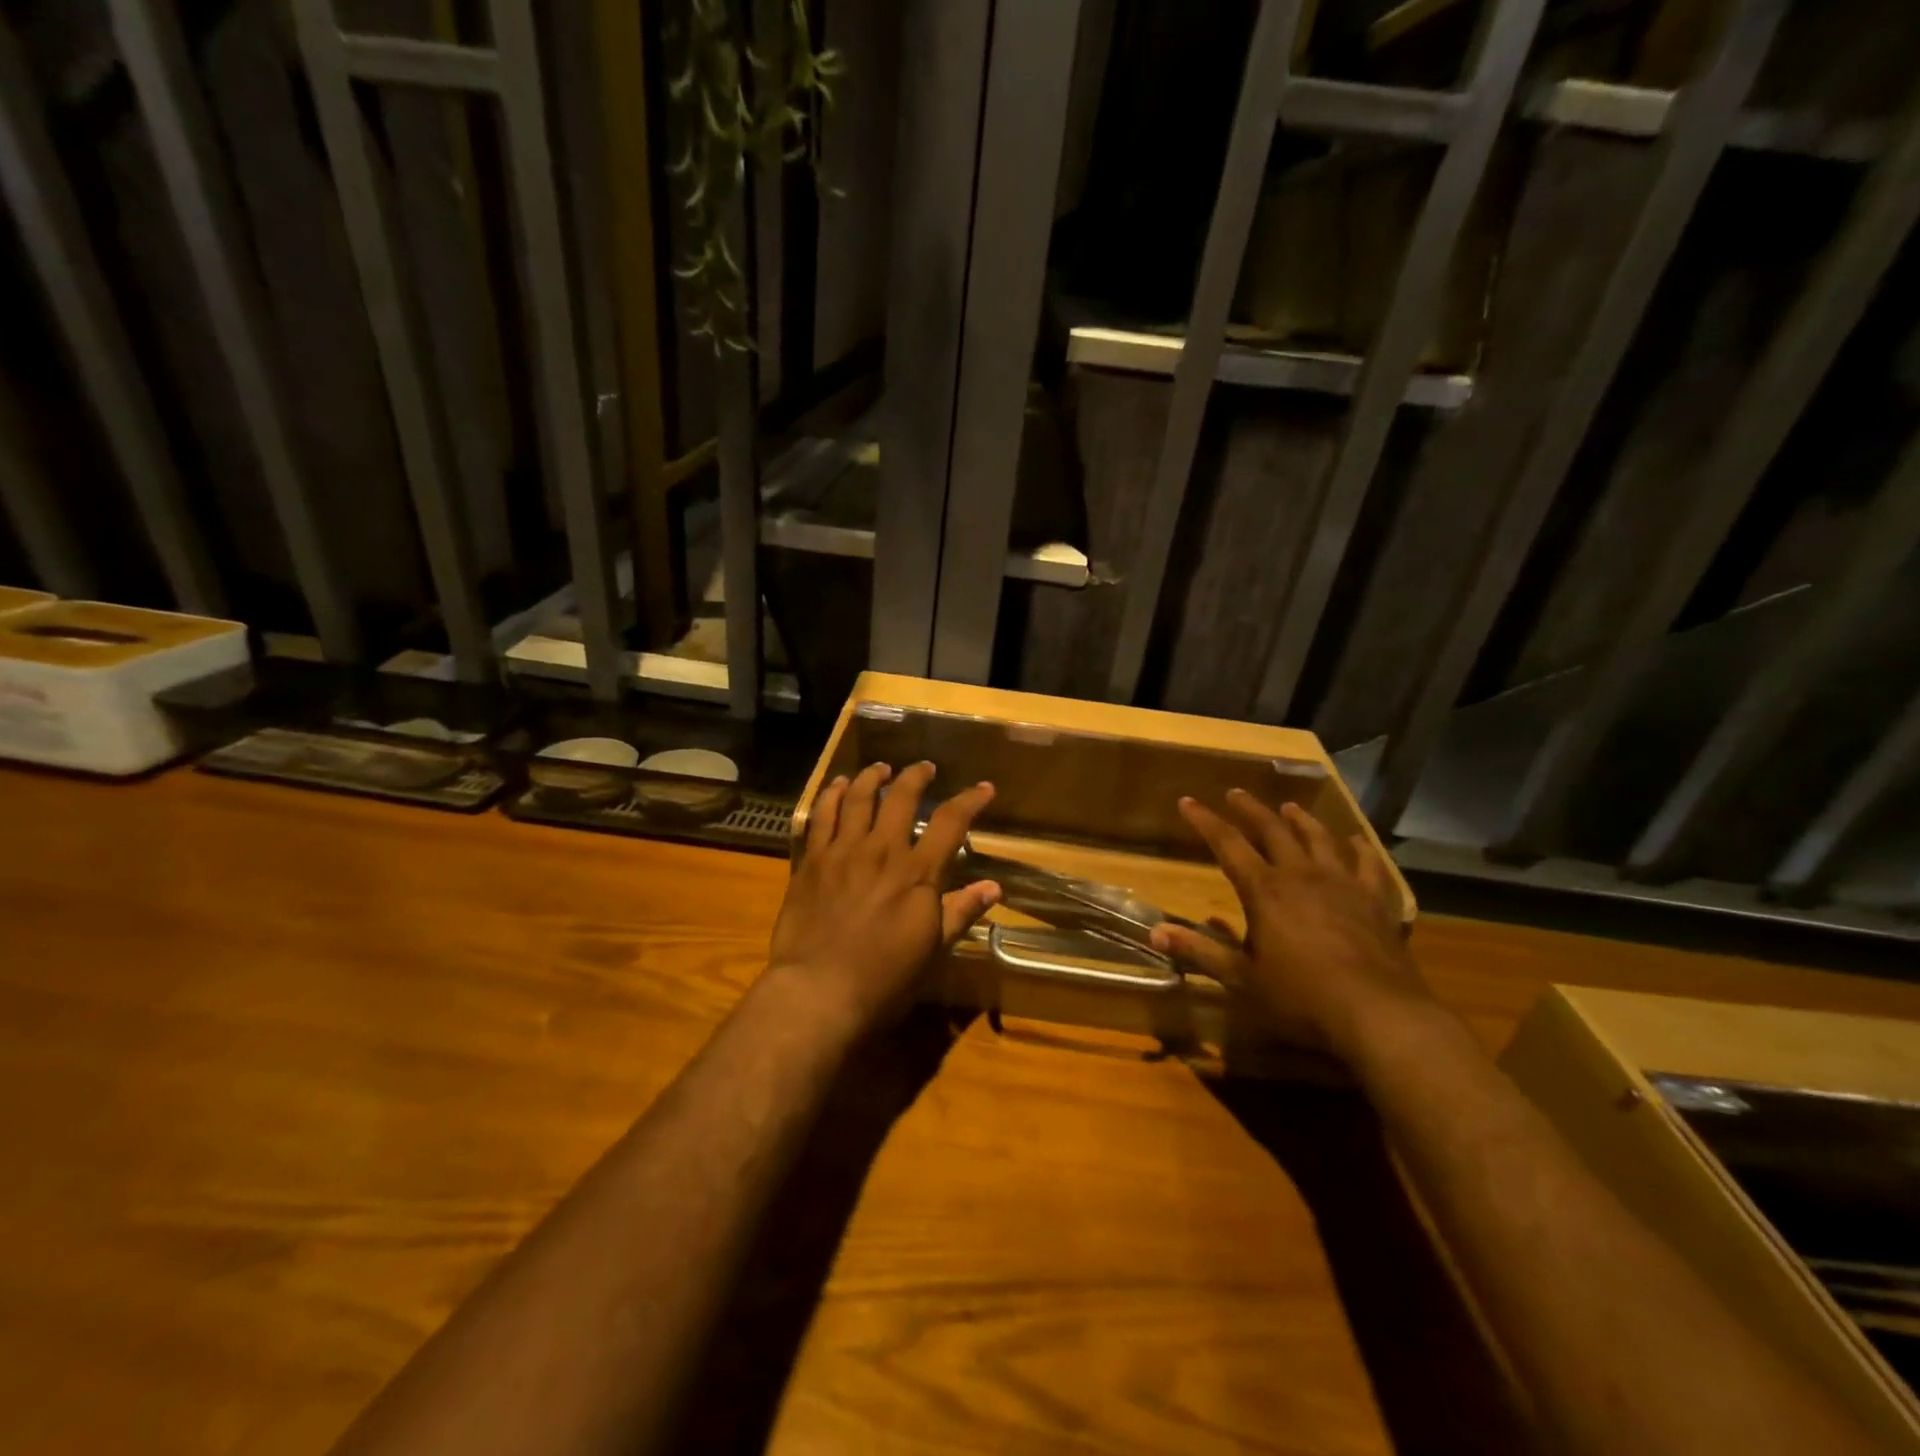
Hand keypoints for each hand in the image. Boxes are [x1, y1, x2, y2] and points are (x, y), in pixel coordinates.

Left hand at [768, 761, 999, 1038]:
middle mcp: (881, 851)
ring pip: (858, 797)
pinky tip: (837, 785)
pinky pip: (821, 816)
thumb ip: (960, 912)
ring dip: (872, 777)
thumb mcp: (932, 951)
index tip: (984, 788)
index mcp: (917, 873)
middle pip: (900, 797)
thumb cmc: (883, 980)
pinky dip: (831, 794)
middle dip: (916, 776)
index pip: (950, 822)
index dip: (970, 800)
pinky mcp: (811, 861)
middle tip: (924, 768)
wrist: (817, 991)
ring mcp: (842, 852)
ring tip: (881, 768)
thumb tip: (993, 888)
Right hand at [1150, 790, 1430, 1059]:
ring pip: (1319, 838)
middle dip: (1251, 810)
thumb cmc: (1301, 998)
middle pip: (1273, 830)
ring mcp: (1343, 884)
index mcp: (1265, 890)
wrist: (1379, 1014)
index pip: (1227, 844)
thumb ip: (1200, 951)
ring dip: (1301, 820)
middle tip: (1235, 793)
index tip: (1187, 801)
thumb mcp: (1242, 978)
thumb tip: (1155, 932)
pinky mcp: (1376, 901)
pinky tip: (1356, 842)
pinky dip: (1359, 849)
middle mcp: (1302, 875)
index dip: (1205, 821)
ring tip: (1290, 807)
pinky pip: (1368, 864)